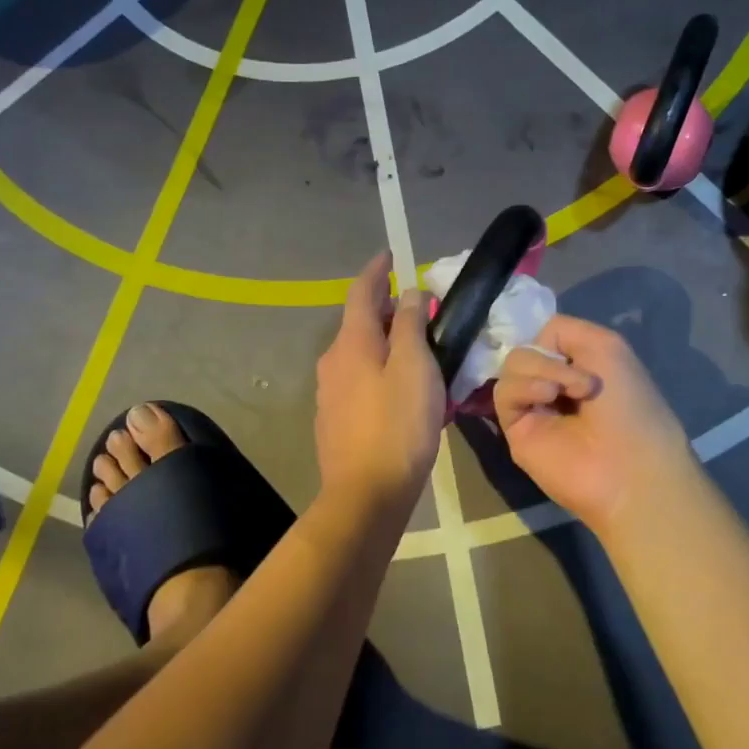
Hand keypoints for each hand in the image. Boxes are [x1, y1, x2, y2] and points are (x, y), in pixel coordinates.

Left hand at [314, 252, 445, 513]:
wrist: (366, 494)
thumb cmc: (398, 425)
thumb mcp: (415, 367)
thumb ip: (412, 325)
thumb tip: (409, 293)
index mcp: (352, 342)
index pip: (361, 292)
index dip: (376, 270)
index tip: (389, 255)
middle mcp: (333, 360)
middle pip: (360, 322)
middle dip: (386, 308)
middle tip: (418, 307)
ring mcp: (330, 391)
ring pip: (360, 352)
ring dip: (385, 341)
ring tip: (417, 346)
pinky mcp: (335, 418)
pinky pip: (360, 378)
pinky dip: (380, 368)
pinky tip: (401, 386)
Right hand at [494, 315, 698, 536]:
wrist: (628, 466)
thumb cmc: (629, 404)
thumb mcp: (607, 345)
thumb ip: (563, 329)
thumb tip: (535, 346)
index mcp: (579, 365)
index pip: (544, 335)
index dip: (551, 337)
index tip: (577, 350)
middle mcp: (555, 383)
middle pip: (525, 348)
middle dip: (550, 357)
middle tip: (582, 383)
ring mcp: (534, 406)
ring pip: (512, 365)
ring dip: (542, 370)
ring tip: (566, 392)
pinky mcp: (515, 429)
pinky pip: (504, 392)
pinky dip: (525, 387)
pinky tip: (548, 397)